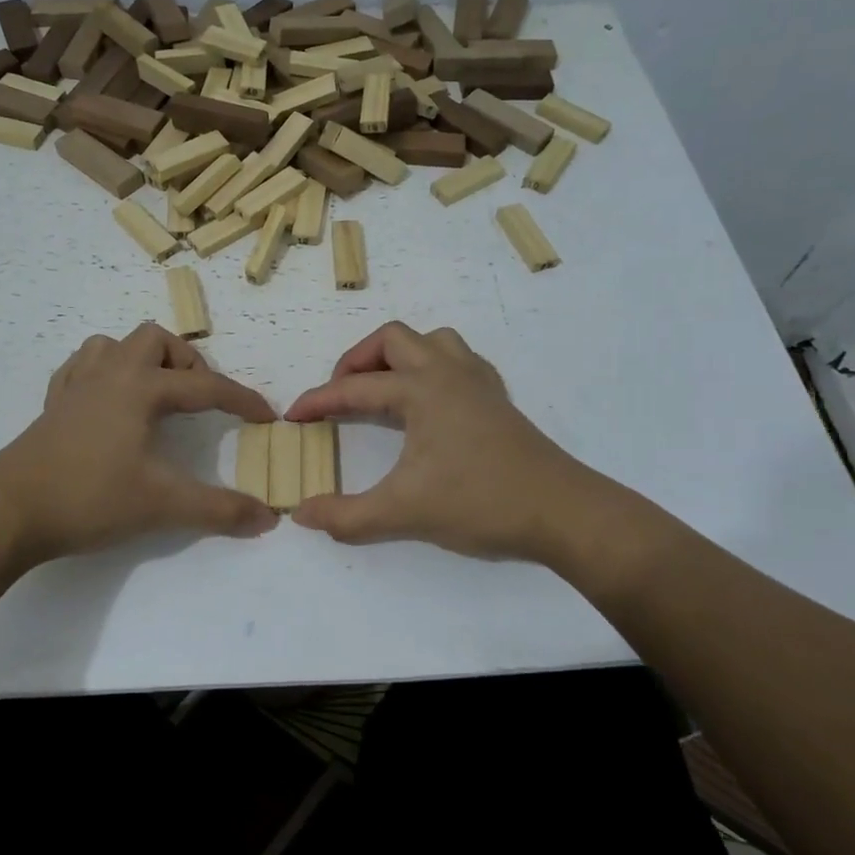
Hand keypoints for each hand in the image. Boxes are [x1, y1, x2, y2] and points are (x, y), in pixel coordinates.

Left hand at [0, 324, 277, 563]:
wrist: (8, 511)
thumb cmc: (89, 498)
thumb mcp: (162, 505)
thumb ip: (219, 510)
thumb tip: (269, 518)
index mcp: (140, 388)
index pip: (205, 387)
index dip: (241, 400)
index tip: (267, 416)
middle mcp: (110, 374)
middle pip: (155, 341)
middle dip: (186, 364)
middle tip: (198, 401)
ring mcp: (76, 386)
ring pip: (114, 345)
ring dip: (143, 360)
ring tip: (156, 395)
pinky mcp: (53, 405)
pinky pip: (82, 367)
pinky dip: (104, 372)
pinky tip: (109, 401)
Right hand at [284, 322, 665, 569]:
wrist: (561, 512)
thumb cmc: (479, 502)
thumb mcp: (403, 513)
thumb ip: (347, 515)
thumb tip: (301, 514)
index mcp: (421, 390)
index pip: (355, 388)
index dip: (318, 401)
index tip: (293, 417)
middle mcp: (448, 372)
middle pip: (393, 339)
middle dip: (357, 361)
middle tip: (340, 395)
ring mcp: (478, 382)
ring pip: (432, 342)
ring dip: (400, 357)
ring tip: (383, 390)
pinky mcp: (497, 399)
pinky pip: (458, 361)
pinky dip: (433, 368)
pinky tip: (429, 402)